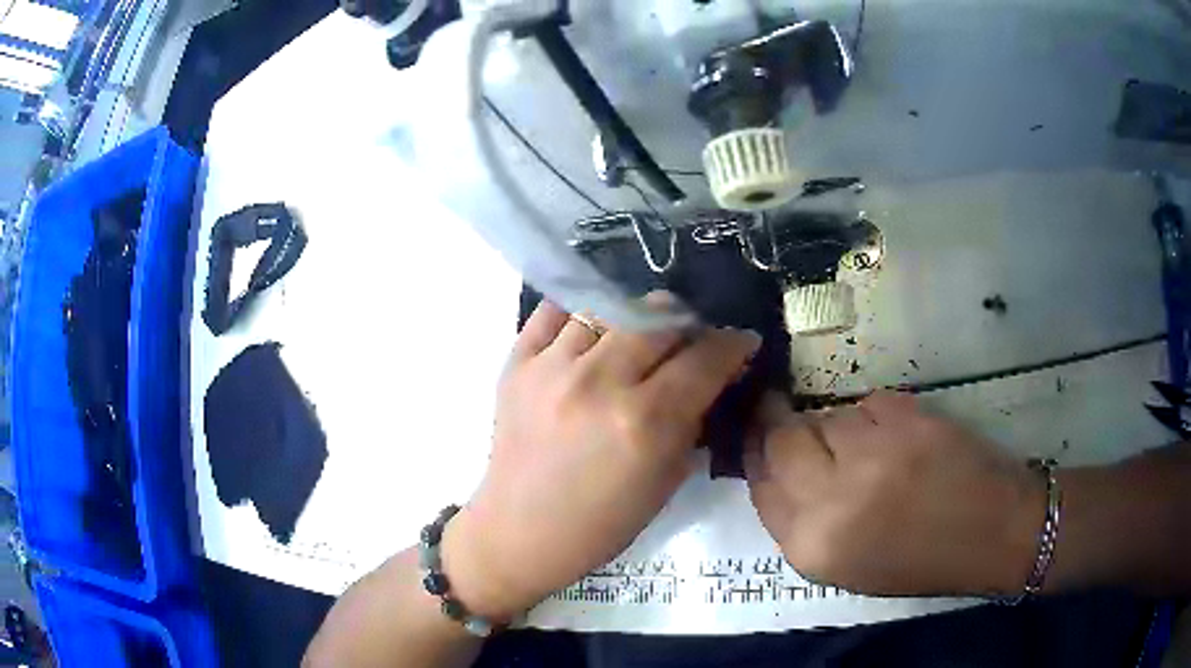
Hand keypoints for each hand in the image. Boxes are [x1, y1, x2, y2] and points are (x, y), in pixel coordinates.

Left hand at [442, 299, 760, 619]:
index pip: (704, 358)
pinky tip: (592, 331)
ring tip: (640, 336)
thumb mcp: (667, 481)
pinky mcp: (516, 363)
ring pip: (609, 306)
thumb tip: (713, 378)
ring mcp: (552, 367)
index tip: (741, 342)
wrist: (520, 531)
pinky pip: (554, 312)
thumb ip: (693, 421)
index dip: (733, 344)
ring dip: (637, 316)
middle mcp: (599, 382)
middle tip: (691, 339)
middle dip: (688, 323)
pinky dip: (580, 314)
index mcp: (644, 422)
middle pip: (659, 317)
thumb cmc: (601, 523)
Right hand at [745, 392, 1045, 596]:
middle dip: (782, 423)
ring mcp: (872, 455)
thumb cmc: (920, 560)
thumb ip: (803, 518)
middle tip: (791, 412)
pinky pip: (869, 403)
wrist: (993, 534)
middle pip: (783, 438)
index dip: (756, 451)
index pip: (760, 484)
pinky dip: (877, 416)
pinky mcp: (906, 420)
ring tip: (874, 449)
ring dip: (840, 426)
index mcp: (811, 548)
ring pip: (829, 416)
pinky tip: (903, 440)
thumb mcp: (846, 563)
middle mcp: (831, 501)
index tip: (757, 430)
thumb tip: (777, 464)